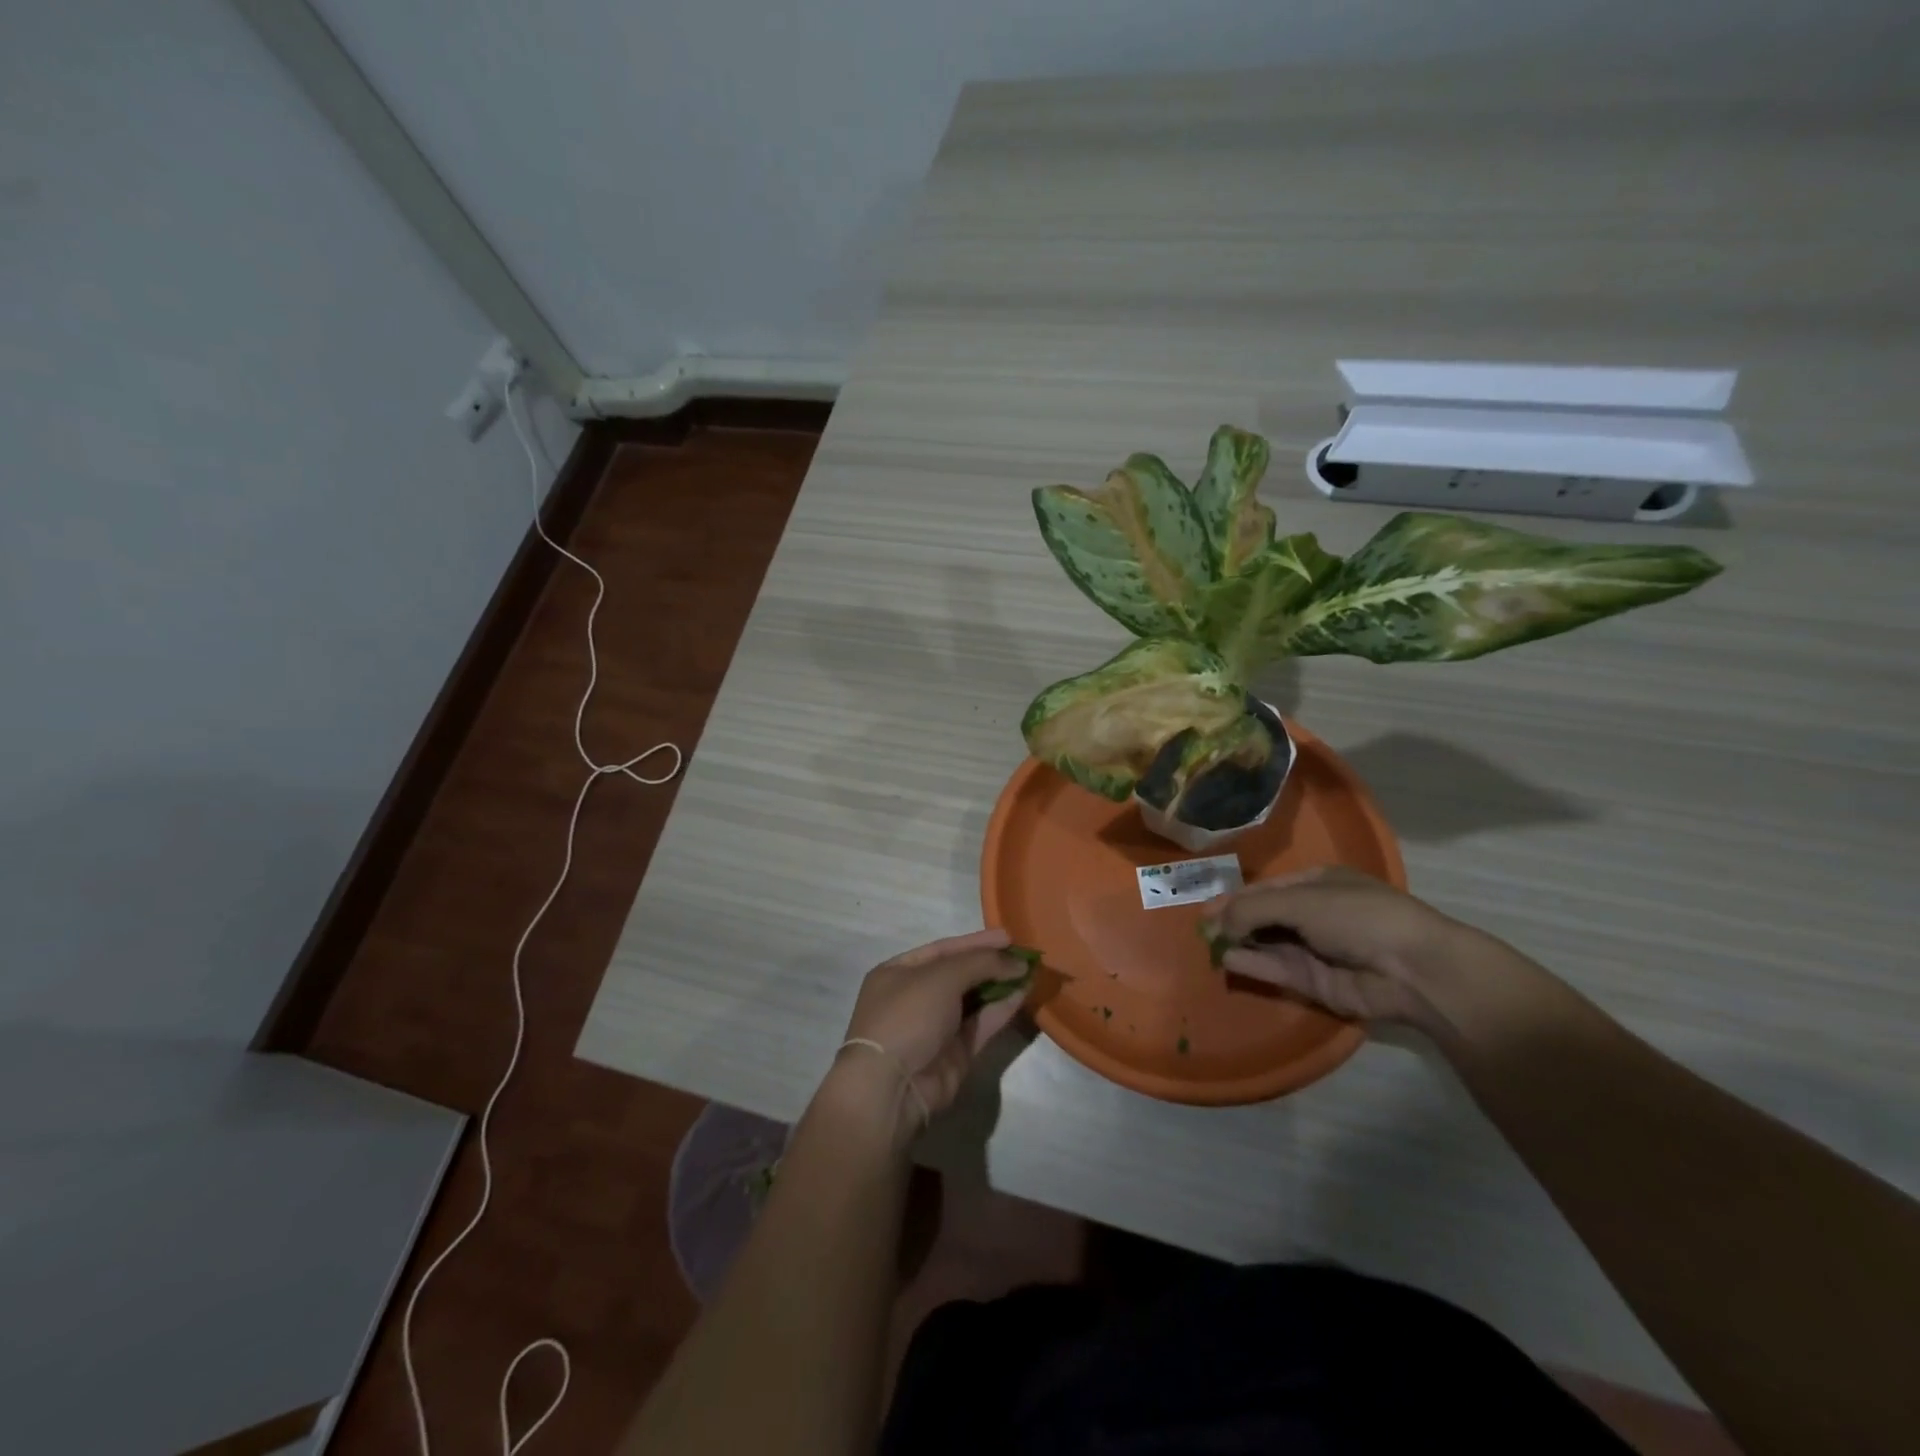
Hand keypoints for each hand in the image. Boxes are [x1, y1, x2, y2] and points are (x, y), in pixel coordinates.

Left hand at [827, 928, 1030, 1141]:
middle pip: (960, 973)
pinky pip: (981, 1024)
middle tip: (1025, 955)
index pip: (944, 949)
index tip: (1009, 937)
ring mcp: (935, 1027)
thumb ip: (982, 962)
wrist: (893, 1086)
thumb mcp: (942, 976)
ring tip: (1031, 972)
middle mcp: (916, 997)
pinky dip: (1001, 1009)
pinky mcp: (955, 1053)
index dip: (977, 942)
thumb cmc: (908, 1015)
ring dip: (1001, 985)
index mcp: (899, 972)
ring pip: (974, 1000)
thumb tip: (1018, 962)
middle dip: (991, 963)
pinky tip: (1023, 994)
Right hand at [1203, 867, 1501, 1038]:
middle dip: (1233, 920)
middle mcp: (1314, 914)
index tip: (1205, 908)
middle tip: (1201, 928)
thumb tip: (1218, 923)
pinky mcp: (1315, 981)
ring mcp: (1315, 949)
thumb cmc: (1358, 916)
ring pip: (1267, 943)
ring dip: (1239, 942)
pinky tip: (1227, 958)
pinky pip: (1276, 969)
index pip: (1266, 888)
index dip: (1234, 897)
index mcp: (1317, 884)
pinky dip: (1252, 963)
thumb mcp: (1300, 900)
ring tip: (1208, 943)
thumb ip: (1253, 909)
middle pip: (1264, 915)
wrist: (1413, 969)